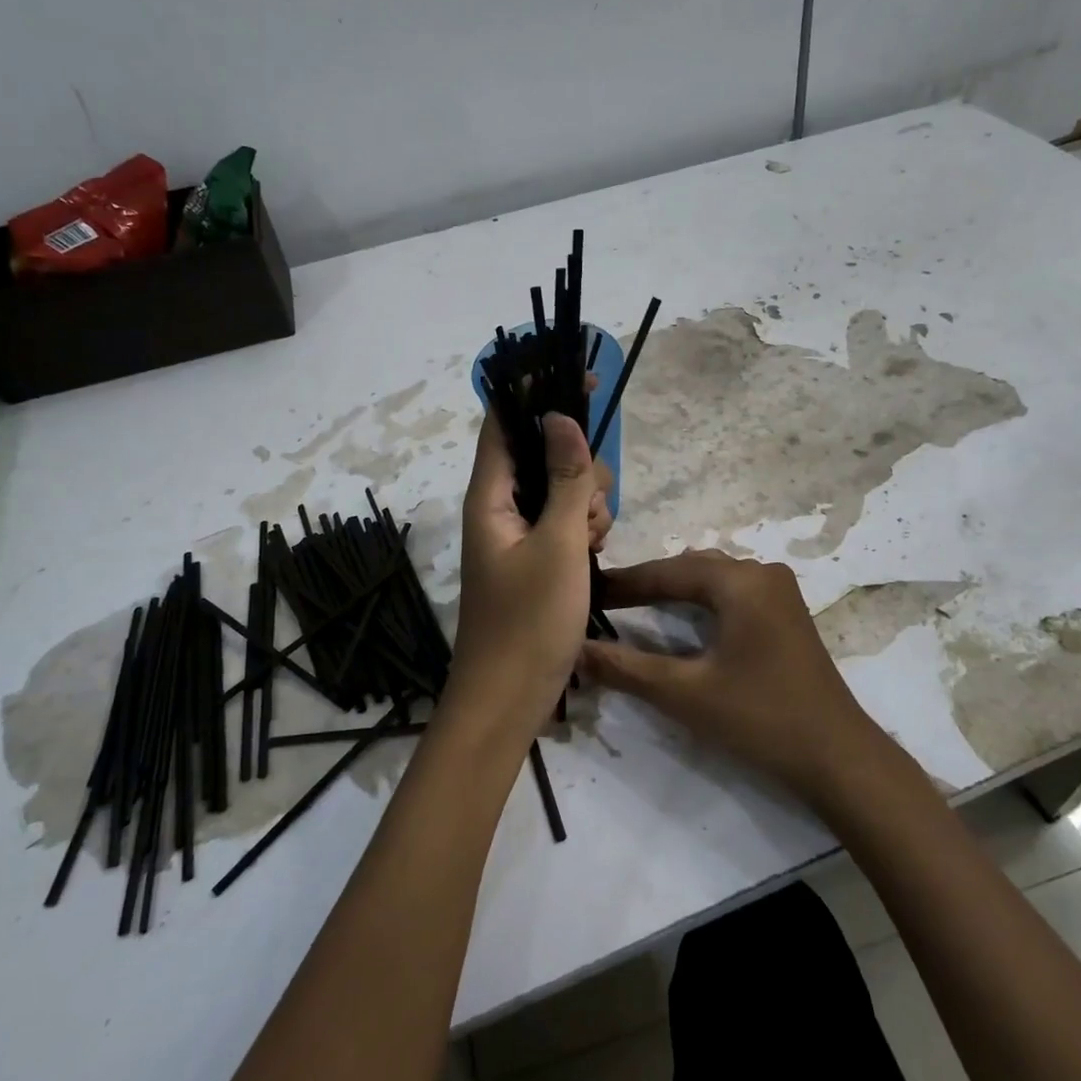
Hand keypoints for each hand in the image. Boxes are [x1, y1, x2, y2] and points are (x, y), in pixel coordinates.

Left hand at [448, 407, 613, 730]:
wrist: (509, 700)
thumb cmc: (529, 622)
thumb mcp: (557, 543)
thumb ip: (563, 478)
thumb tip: (560, 414)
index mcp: (489, 495)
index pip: (505, 421)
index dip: (539, 392)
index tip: (583, 380)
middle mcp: (499, 506)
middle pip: (544, 453)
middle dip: (578, 470)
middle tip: (585, 514)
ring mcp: (518, 533)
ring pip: (561, 489)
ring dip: (585, 505)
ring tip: (588, 547)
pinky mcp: (535, 556)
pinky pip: (564, 522)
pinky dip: (583, 531)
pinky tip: (591, 559)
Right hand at [579, 550, 878, 803]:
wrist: (837, 757)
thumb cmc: (759, 718)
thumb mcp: (685, 693)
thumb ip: (626, 668)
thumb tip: (576, 649)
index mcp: (741, 581)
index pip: (668, 571)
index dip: (624, 583)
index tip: (586, 592)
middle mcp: (762, 573)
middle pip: (691, 569)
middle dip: (647, 583)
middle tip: (605, 602)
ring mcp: (779, 592)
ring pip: (713, 578)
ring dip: (674, 590)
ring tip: (634, 606)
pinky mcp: (786, 614)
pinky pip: (732, 593)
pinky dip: (700, 602)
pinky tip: (681, 619)